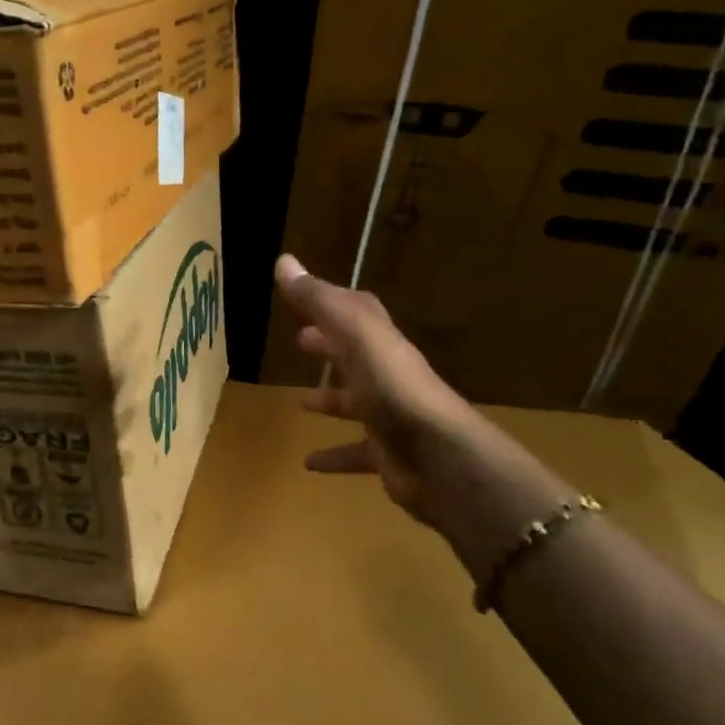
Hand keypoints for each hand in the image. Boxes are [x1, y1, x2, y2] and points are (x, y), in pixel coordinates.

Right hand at [274, 254, 568, 580]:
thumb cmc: (395, 391)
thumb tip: (283, 261)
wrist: (441, 459)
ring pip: (356, 404)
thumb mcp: (356, 336)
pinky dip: (334, 456)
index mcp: (381, 345)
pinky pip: (355, 453)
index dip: (330, 301)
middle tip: (300, 341)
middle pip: (355, 355)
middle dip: (329, 345)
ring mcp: (390, 417)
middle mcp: (388, 377)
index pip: (357, 312)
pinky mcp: (387, 454)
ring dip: (330, 400)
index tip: (299, 294)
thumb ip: (321, 301)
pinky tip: (310, 463)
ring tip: (300, 403)